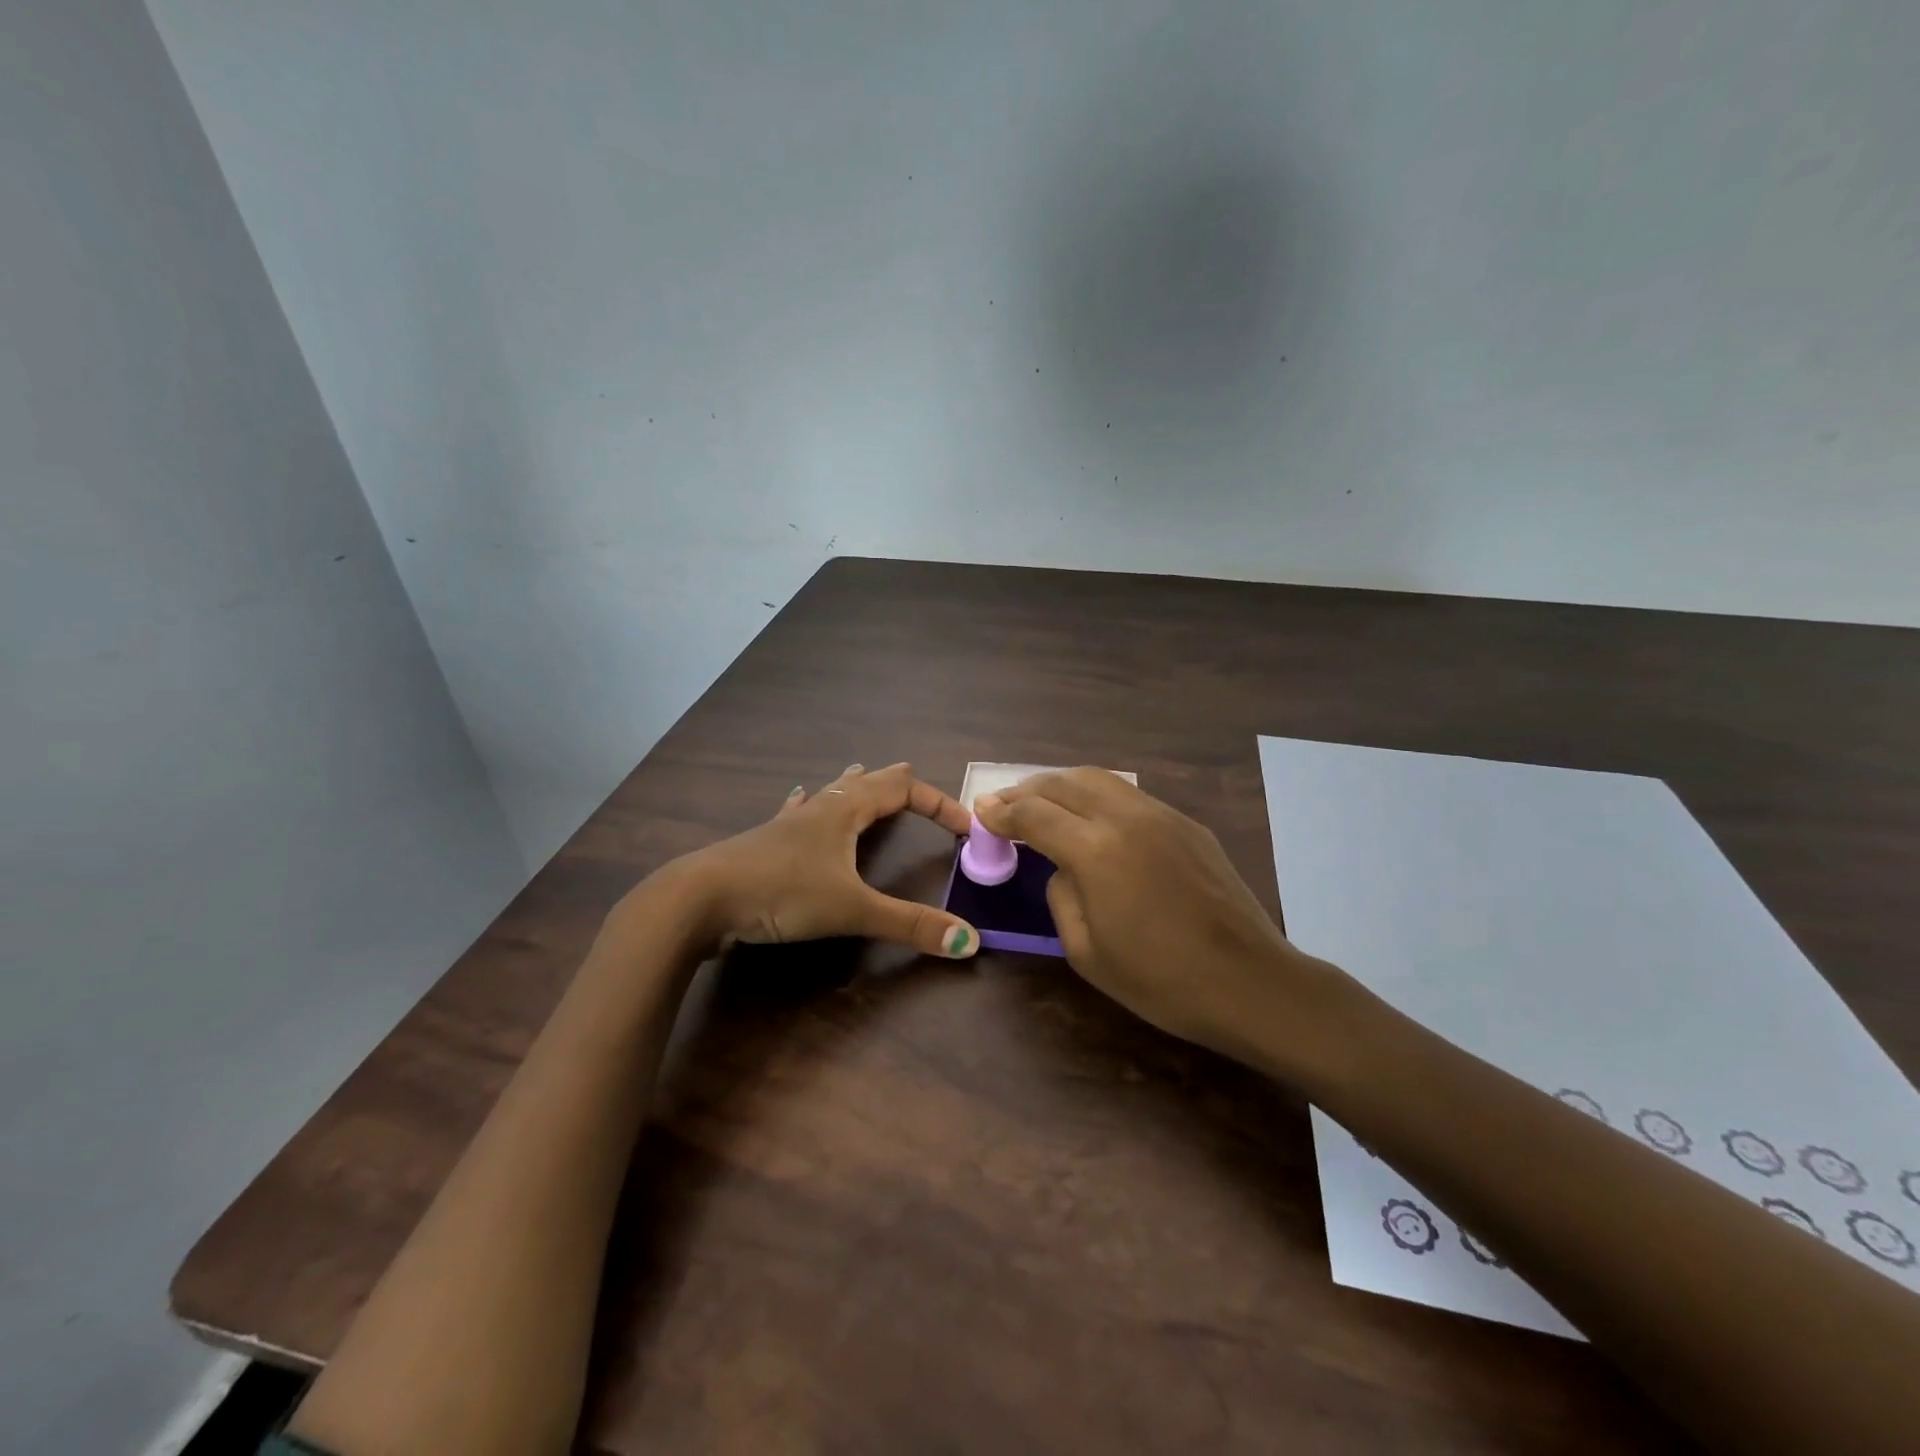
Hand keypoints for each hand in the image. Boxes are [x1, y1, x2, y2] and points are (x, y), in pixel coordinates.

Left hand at [647, 762, 981, 959]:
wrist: (699, 899)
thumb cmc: (781, 892)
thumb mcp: (851, 909)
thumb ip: (909, 925)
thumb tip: (968, 941)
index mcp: (845, 810)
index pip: (903, 789)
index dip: (938, 803)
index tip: (964, 827)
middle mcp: (819, 808)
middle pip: (866, 782)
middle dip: (894, 782)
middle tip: (913, 778)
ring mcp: (787, 824)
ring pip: (828, 793)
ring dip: (852, 786)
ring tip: (861, 774)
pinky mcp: (764, 844)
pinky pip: (794, 813)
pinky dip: (808, 805)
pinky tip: (796, 800)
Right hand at [974, 769, 1353, 1075]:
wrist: (1251, 982)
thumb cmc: (1162, 981)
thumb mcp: (1086, 952)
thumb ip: (1061, 895)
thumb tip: (1062, 867)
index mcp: (1095, 851)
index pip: (1034, 814)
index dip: (1002, 812)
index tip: (982, 813)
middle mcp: (1126, 818)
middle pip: (1064, 783)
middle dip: (1027, 790)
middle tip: (1005, 805)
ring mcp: (1162, 815)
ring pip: (1099, 778)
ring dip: (1062, 785)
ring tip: (1044, 803)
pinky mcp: (1187, 823)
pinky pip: (1129, 795)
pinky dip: (1097, 796)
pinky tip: (1092, 818)